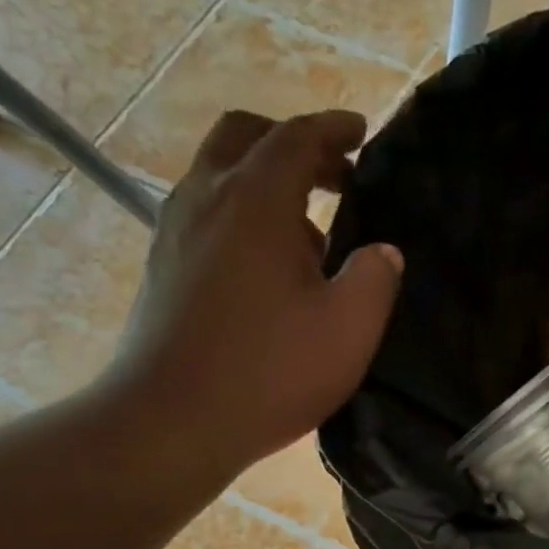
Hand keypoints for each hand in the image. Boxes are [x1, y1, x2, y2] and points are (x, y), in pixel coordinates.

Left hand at [107, 108, 402, 484]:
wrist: (172, 420)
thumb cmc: (270, 371)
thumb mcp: (349, 328)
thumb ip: (376, 278)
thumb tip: (384, 251)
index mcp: (255, 201)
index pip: (296, 137)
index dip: (334, 128)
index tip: (362, 131)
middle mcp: (207, 198)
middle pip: (244, 137)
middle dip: (292, 144)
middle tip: (335, 176)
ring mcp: (176, 231)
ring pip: (220, 175)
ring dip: (267, 183)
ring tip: (312, 232)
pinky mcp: (165, 266)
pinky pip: (207, 213)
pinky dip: (244, 215)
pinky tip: (271, 268)